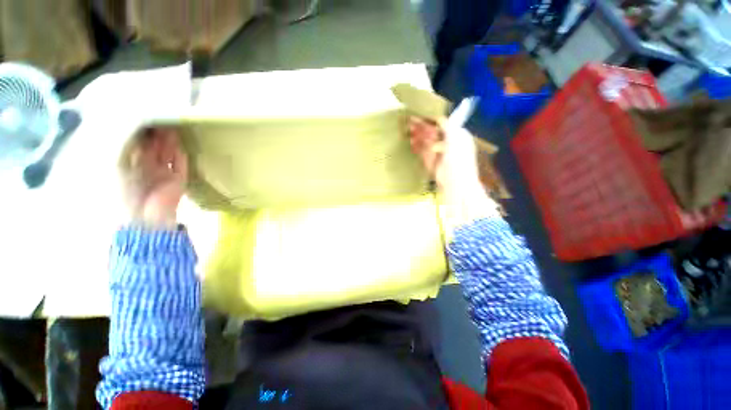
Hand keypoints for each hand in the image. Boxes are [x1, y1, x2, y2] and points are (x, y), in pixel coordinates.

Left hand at [120, 127, 187, 228]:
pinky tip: (180, 144)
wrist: (145, 218)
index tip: (142, 116)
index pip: (136, 145)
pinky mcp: (179, 180)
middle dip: (156, 134)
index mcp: (128, 165)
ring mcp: (164, 174)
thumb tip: (129, 128)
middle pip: (153, 147)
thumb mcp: (116, 168)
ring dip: (169, 142)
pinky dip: (180, 155)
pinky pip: (180, 165)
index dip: (139, 131)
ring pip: (167, 154)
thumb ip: (124, 149)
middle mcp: (146, 168)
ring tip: (171, 127)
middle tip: (159, 118)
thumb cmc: (124, 194)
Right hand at [408, 117, 481, 194]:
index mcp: (458, 136)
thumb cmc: (458, 158)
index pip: (444, 125)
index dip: (433, 120)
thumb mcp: (455, 137)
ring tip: (408, 130)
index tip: (421, 116)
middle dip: (423, 128)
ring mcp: (439, 154)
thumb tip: (440, 117)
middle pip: (434, 133)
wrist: (454, 181)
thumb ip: (447, 126)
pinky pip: (424, 153)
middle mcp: (449, 144)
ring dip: (418, 136)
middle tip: (410, 122)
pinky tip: (411, 142)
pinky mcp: (432, 164)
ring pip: (427, 143)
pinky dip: (418, 148)